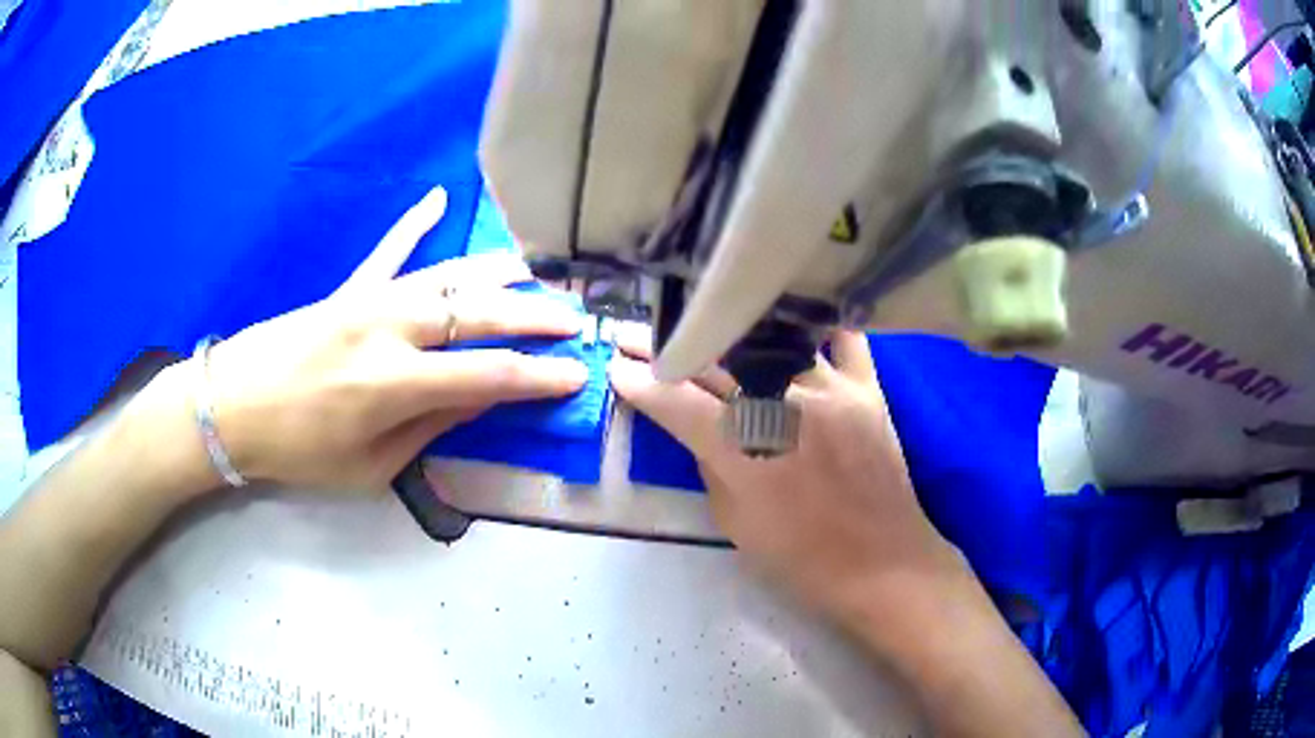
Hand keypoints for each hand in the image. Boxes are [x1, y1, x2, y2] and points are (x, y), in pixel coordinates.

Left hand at [205, 187, 587, 490]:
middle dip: (534, 316)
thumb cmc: (299, 452)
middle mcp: (389, 329)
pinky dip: (415, 223)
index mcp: (394, 384)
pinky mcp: (349, 287)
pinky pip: (389, 249)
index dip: (538, 376)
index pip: (488, 374)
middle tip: (576, 319)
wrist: (232, 408)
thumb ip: (429, 426)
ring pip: (448, 275)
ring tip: (540, 267)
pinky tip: (440, 198)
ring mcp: (369, 299)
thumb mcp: (370, 466)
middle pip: (478, 314)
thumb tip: (480, 398)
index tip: (576, 375)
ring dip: (498, 272)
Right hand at [609, 331, 965, 625]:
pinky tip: (789, 316)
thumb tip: (699, 426)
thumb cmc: (803, 559)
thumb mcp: (735, 523)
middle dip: (666, 348)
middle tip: (635, 336)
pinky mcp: (868, 388)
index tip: (615, 368)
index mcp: (747, 452)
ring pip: (768, 340)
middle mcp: (786, 408)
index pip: (677, 402)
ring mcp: (832, 390)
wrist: (884, 565)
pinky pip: (841, 338)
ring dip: (726, 331)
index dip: (640, 383)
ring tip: (698, 321)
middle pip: (714, 363)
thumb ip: (712, 465)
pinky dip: (813, 325)